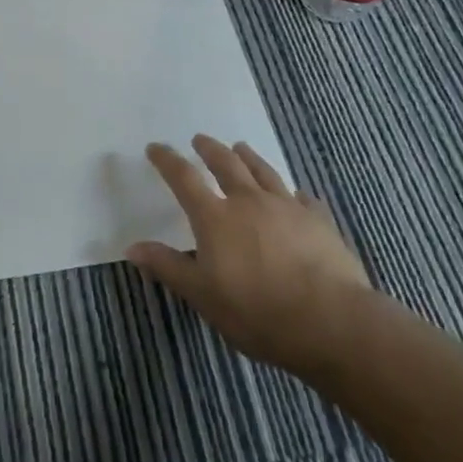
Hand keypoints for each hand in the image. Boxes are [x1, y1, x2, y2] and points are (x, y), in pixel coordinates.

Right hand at [128, 135, 372, 374]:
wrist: (330, 321)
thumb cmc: (256, 311)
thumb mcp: (202, 295)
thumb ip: (168, 266)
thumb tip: (132, 247)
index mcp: (215, 217)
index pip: (184, 179)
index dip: (167, 161)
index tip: (155, 147)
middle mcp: (249, 201)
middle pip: (226, 164)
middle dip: (210, 149)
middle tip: (200, 139)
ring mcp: (287, 208)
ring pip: (264, 172)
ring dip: (249, 157)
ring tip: (241, 147)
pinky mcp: (319, 221)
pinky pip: (303, 199)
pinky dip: (294, 194)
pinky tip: (297, 195)